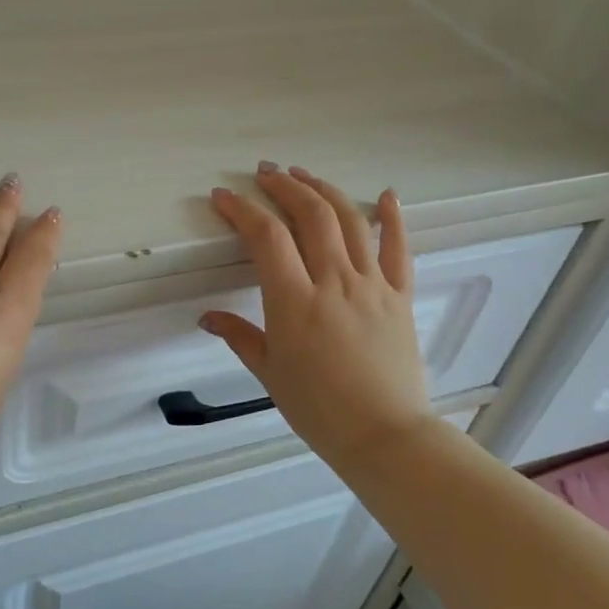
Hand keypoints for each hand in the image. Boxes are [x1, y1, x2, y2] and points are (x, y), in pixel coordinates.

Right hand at [202, 164, 434, 475]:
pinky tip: (386, 195)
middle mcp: (334, 282)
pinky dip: (392, 217)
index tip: (223, 197)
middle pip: (310, 215)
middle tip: (265, 173)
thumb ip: (239, 336)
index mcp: (295, 302)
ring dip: (324, 191)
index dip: (242, 210)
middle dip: (285, 186)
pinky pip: (398, 248)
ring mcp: (372, 285)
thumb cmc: (319, 409)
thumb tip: (208, 317)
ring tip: (304, 175)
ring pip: (350, 221)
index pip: (266, 237)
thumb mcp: (270, 373)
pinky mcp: (400, 296)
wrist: (385, 435)